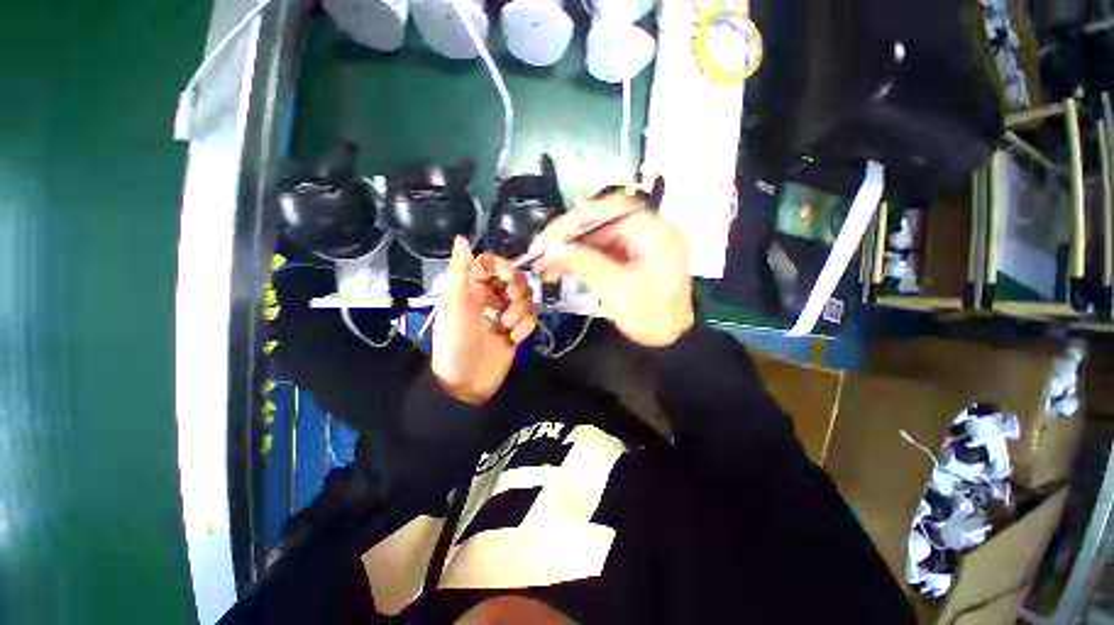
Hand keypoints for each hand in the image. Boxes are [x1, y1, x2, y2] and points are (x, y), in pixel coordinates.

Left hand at [432, 237, 537, 404]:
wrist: (466, 386)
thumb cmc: (455, 345)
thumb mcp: (455, 307)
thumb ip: (461, 273)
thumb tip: (461, 238)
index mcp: (472, 290)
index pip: (491, 265)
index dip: (503, 267)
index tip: (508, 277)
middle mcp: (489, 300)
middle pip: (514, 280)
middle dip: (516, 290)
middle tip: (508, 304)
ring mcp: (504, 316)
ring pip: (526, 299)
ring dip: (520, 312)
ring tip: (506, 328)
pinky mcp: (516, 332)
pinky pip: (530, 320)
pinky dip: (523, 329)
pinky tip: (512, 341)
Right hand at [535, 195, 693, 346]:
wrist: (672, 342)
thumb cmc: (649, 316)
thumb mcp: (615, 288)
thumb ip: (583, 263)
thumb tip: (550, 250)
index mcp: (655, 232)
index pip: (609, 210)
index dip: (576, 221)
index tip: (550, 237)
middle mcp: (650, 230)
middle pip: (604, 221)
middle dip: (571, 234)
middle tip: (544, 248)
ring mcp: (642, 244)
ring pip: (601, 236)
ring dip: (575, 246)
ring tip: (548, 259)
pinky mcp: (635, 258)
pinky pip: (605, 250)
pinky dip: (585, 256)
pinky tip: (565, 264)